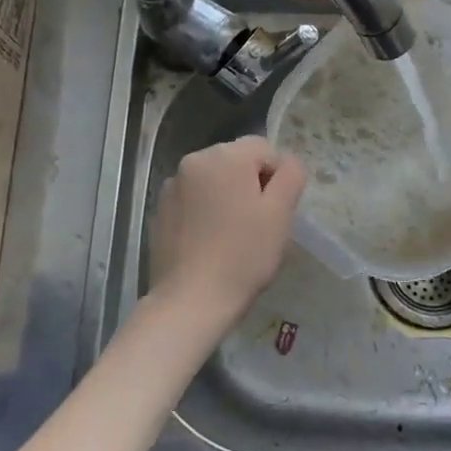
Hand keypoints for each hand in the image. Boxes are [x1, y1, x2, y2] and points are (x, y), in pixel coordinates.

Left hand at [150, 136, 305, 322]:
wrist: (191, 301)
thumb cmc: (243, 255)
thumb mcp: (281, 213)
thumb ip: (291, 175)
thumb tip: (286, 162)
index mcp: (224, 156)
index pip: (264, 149)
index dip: (278, 178)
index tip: (276, 211)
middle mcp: (193, 161)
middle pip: (236, 161)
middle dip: (251, 185)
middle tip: (259, 225)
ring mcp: (171, 187)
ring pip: (214, 181)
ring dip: (227, 198)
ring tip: (233, 236)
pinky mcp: (160, 212)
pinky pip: (194, 201)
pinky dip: (206, 213)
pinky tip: (210, 243)